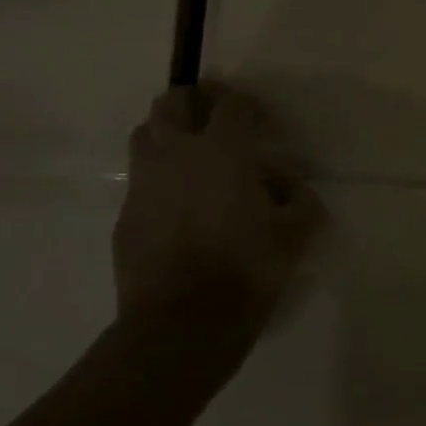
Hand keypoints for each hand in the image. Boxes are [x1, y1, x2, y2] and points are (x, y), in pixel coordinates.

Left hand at [112, 83, 323, 347]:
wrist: (181, 324)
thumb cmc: (246, 270)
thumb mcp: (295, 237)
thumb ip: (300, 204)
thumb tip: (291, 192)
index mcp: (222, 151)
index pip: (230, 104)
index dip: (246, 104)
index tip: (259, 121)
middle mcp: (176, 154)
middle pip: (172, 102)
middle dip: (194, 101)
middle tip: (215, 121)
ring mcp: (144, 183)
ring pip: (146, 134)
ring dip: (168, 134)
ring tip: (192, 159)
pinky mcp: (125, 214)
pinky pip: (141, 180)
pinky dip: (158, 179)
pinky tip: (178, 207)